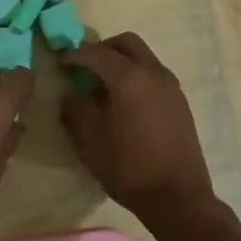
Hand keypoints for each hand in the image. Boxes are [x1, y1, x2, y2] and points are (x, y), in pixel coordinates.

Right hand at [59, 33, 224, 231]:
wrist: (177, 197)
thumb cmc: (127, 167)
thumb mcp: (88, 139)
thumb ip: (75, 108)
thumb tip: (72, 94)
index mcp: (129, 77)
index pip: (96, 52)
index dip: (75, 55)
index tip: (60, 63)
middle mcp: (154, 72)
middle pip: (126, 43)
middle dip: (102, 49)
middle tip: (84, 67)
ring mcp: (171, 86)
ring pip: (143, 57)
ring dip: (121, 62)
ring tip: (103, 86)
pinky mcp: (180, 101)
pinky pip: (153, 75)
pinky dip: (136, 76)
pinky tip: (124, 102)